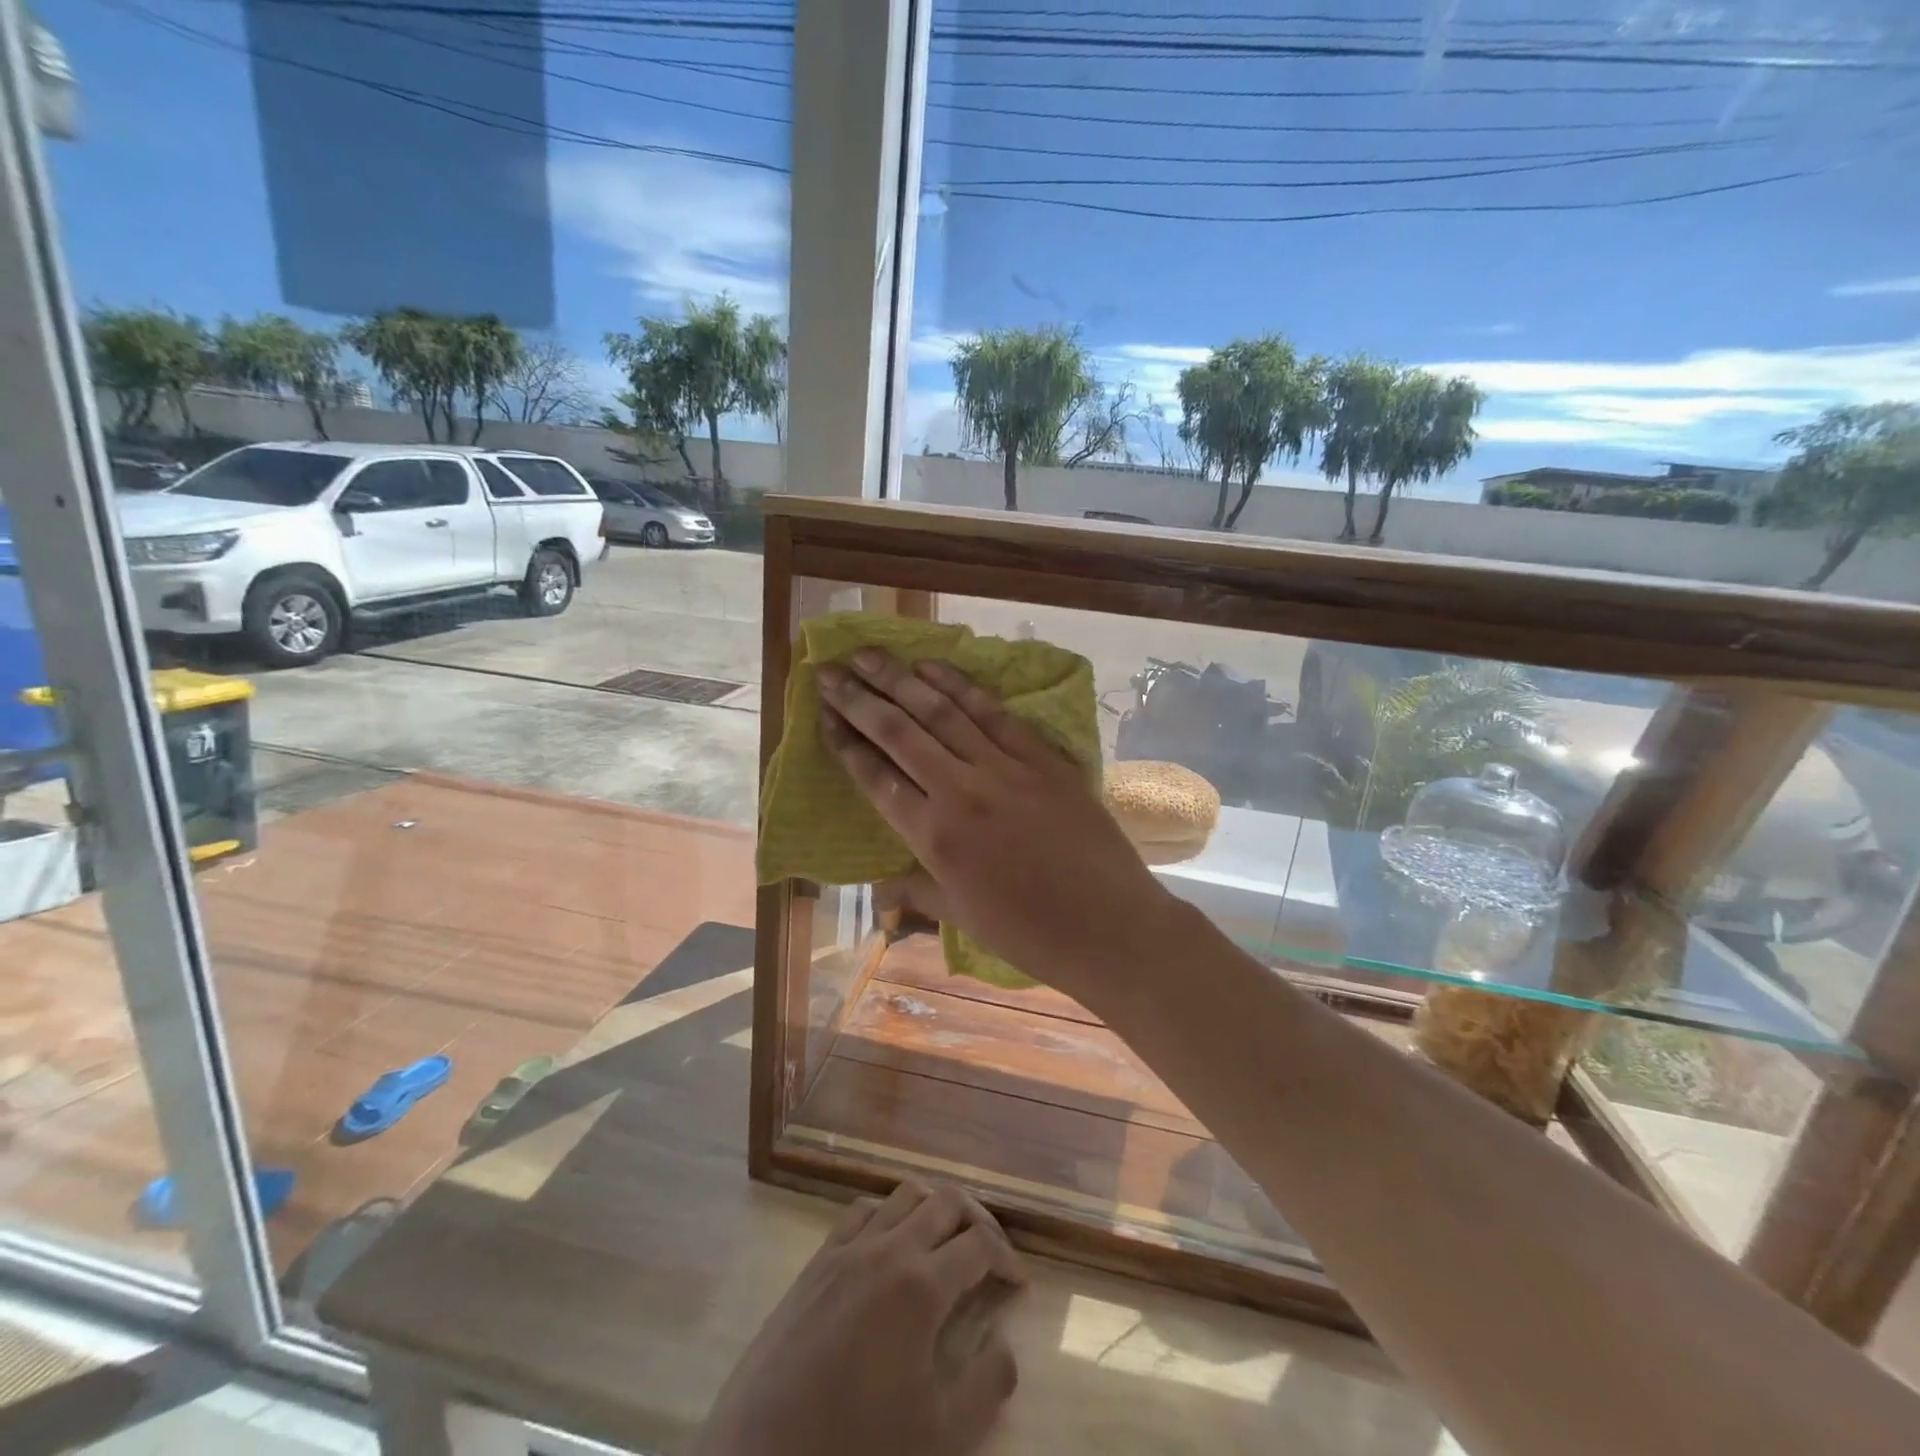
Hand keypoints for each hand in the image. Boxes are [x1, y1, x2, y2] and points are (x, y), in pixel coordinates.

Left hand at [693, 1182, 1024, 1455]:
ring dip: (934, 1207)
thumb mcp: (940, 1436)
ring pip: (904, 1194)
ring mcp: (849, 1248)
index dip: (1006, 1256)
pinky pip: (861, 1210)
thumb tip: (1006, 1341)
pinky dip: (888, 1212)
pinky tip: (891, 1242)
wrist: (764, 1455)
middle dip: (977, 1219)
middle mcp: (888, 1248)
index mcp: (922, 1285)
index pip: (979, 1244)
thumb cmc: (858, 1448)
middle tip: (991, 1253)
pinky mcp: (818, 1259)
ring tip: (947, 1239)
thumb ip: (986, 1383)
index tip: (1018, 1282)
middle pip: (945, 1202)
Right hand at [818, 648, 1183, 1005]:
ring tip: (869, 654)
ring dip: (900, 679)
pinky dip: (960, 686)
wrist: (1108, 925)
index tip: (824, 714)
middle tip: (829, 669)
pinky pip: (993, 713)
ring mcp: (1003, 768)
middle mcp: (959, 791)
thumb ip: (916, 890)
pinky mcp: (1041, 757)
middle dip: (858, 698)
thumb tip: (878, 890)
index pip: (876, 777)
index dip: (846, 743)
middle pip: (899, 733)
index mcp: (934, 836)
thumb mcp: (961, 916)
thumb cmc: (1029, 932)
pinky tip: (933, 667)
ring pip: (941, 712)